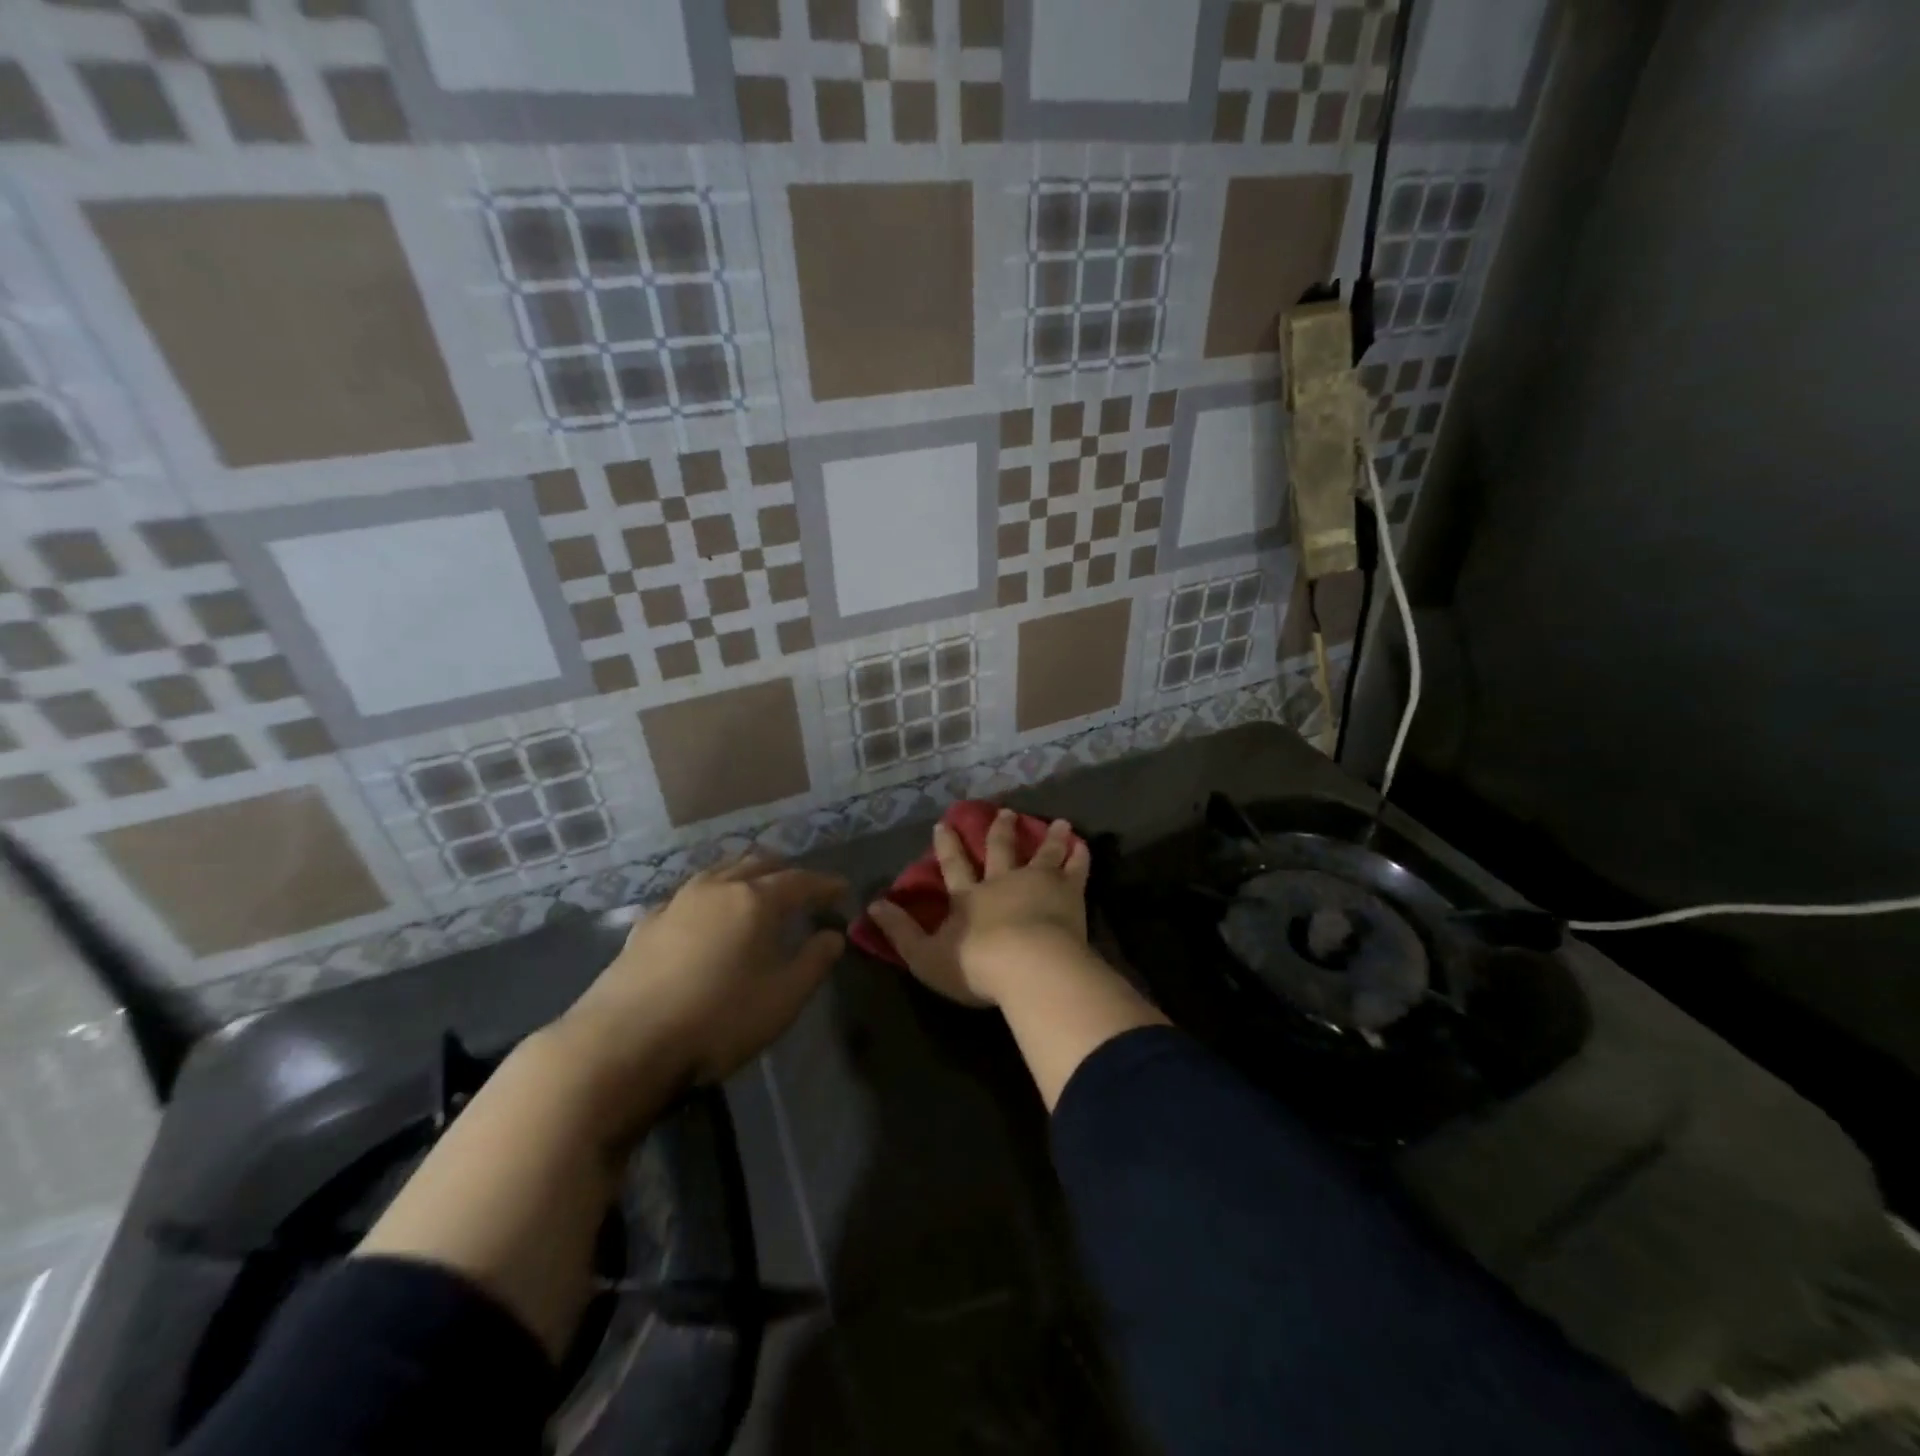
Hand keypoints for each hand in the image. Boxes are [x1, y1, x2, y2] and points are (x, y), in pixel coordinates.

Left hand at [559, 853, 846, 1087]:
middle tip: (801, 888)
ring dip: (744, 875)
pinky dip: (709, 896)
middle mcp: (717, 889)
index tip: (842, 890)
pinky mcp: (646, 925)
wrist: (622, 1044)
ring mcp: (676, 903)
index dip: (824, 884)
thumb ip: (814, 962)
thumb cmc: (717, 1020)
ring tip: (755, 891)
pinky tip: (704, 916)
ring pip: (719, 872)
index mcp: (755, 900)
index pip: (799, 880)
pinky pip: (688, 896)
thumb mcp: (782, 999)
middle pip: (757, 863)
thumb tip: (833, 935)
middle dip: (784, 871)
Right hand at [867, 809, 1089, 1007]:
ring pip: (1043, 853)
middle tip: (1003, 811)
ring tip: (1058, 822)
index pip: (953, 866)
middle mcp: (1002, 881)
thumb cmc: (976, 965)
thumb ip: (900, 932)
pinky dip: (1079, 855)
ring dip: (1048, 837)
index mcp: (969, 897)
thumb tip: (872, 907)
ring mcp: (1038, 882)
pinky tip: (1082, 844)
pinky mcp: (1068, 892)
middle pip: (1000, 850)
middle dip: (999, 830)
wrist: (1030, 966)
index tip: (943, 825)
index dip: (946, 846)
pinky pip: (1076, 868)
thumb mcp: (926, 955)